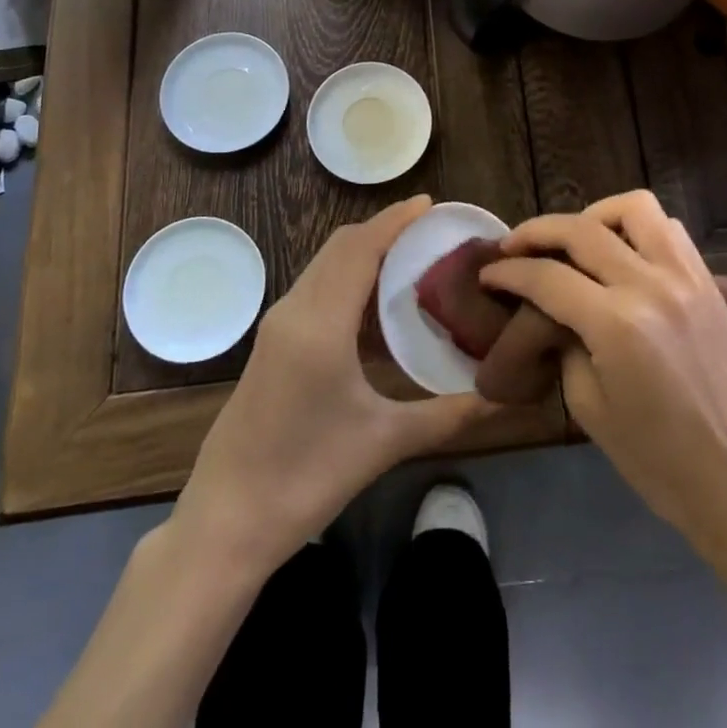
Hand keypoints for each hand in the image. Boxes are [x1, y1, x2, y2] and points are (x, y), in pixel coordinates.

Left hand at [171, 195, 495, 575]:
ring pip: (325, 267)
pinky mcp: (272, 345)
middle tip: (430, 232)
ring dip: (364, 255)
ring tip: (411, 262)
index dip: (395, 220)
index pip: (360, 248)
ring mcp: (277, 327)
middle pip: (340, 247)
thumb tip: (501, 396)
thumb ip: (447, 415)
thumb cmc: (307, 479)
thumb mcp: (384, 443)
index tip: (429, 203)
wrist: (224, 524)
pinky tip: (377, 310)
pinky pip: (315, 291)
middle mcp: (294, 311)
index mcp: (319, 324)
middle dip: (383, 230)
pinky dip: (348, 281)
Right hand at [480, 191, 726, 556]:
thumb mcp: (587, 404)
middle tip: (513, 246)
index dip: (509, 271)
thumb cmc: (654, 458)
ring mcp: (686, 277)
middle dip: (537, 232)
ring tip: (574, 240)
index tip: (488, 272)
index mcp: (617, 325)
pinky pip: (668, 228)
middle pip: (581, 230)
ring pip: (633, 208)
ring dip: (593, 215)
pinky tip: (621, 253)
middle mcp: (651, 286)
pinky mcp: (707, 281)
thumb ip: (563, 340)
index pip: (547, 277)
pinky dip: (637, 228)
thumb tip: (549, 306)